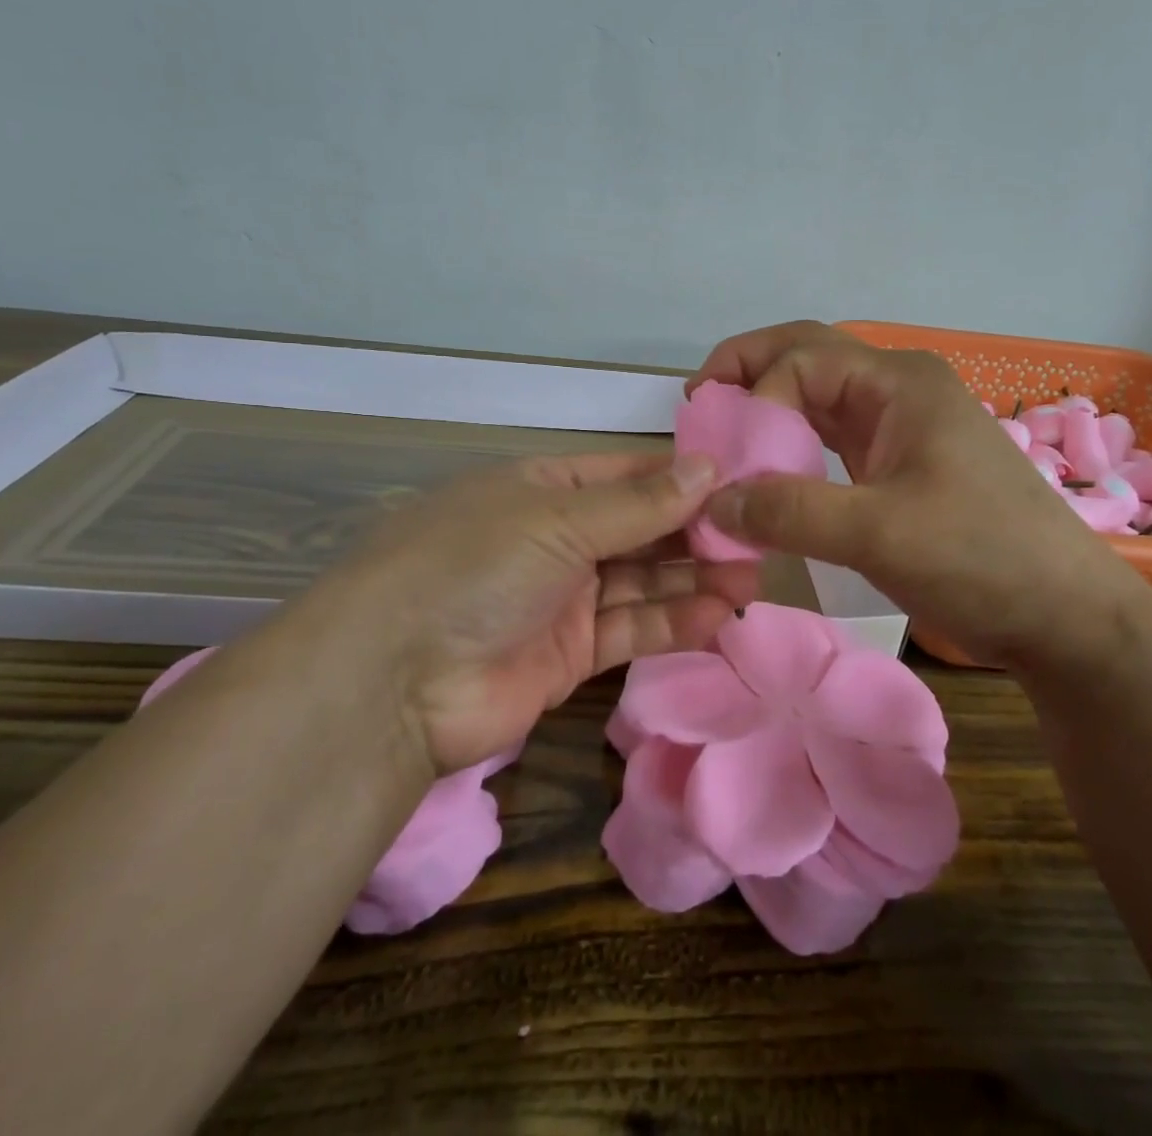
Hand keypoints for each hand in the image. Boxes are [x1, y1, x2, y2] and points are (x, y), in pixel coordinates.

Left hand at [275, 453, 758, 774]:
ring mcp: (563, 597)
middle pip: (642, 531)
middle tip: (759, 541)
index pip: (629, 476)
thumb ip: (640, 503)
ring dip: (694, 581)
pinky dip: (673, 623)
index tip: (743, 486)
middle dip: (697, 535)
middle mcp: (557, 538)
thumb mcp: (558, 520)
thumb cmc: (475, 567)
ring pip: (642, 582)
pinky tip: (717, 617)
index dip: (684, 480)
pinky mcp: (568, 655)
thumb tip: (710, 466)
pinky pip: (631, 629)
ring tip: (751, 583)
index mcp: (545, 489)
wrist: (392, 684)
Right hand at [688, 322, 1147, 667]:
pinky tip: (770, 468)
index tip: (725, 463)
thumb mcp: (877, 533)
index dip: (753, 402)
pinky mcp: (901, 460)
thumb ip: (789, 511)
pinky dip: (793, 444)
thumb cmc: (980, 558)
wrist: (1064, 614)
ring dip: (769, 409)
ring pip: (818, 396)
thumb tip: (710, 504)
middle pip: (806, 357)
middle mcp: (897, 388)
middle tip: (698, 406)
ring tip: (723, 435)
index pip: (799, 362)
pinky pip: (833, 435)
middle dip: (748, 374)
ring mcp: (902, 423)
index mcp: (897, 381)